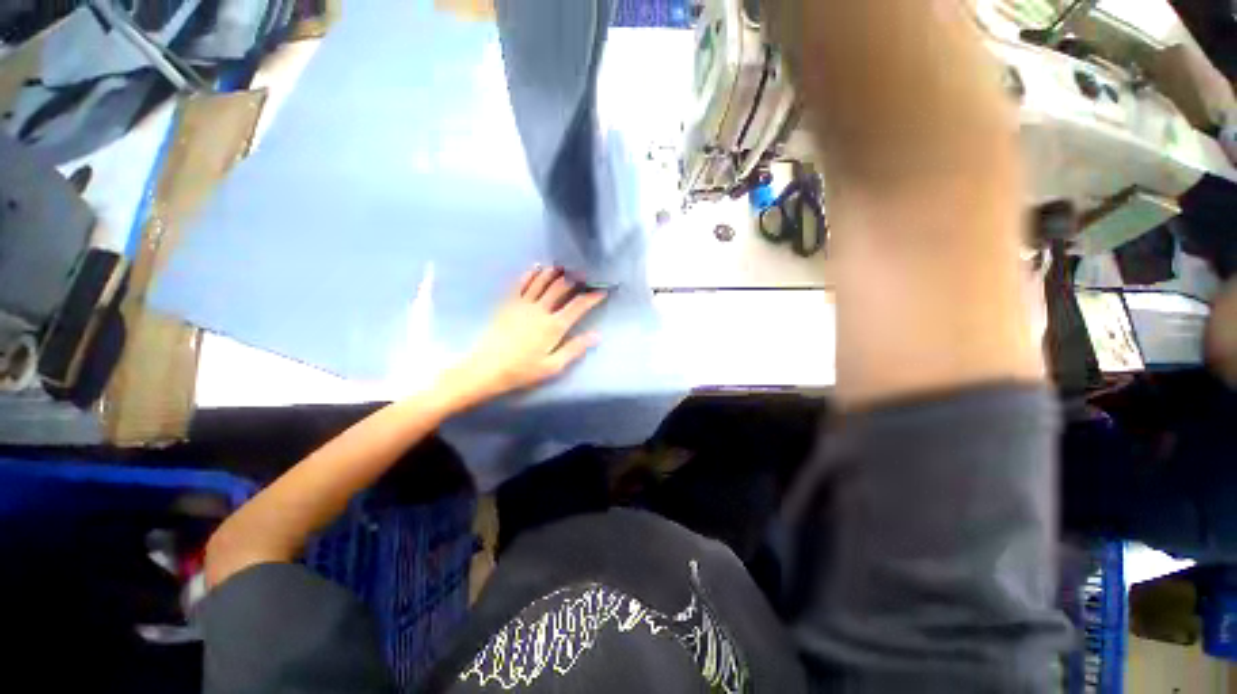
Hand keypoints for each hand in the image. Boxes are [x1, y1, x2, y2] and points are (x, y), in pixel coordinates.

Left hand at [439, 266, 605, 409]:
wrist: (487, 368)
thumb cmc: (522, 370)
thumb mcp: (553, 366)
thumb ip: (575, 348)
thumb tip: (597, 335)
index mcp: (554, 326)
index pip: (578, 305)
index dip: (592, 297)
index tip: (602, 291)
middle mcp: (541, 310)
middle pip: (561, 288)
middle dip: (575, 279)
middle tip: (584, 274)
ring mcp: (523, 304)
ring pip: (542, 281)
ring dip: (555, 272)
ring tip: (564, 267)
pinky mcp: (508, 303)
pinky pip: (521, 283)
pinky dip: (530, 274)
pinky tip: (536, 268)